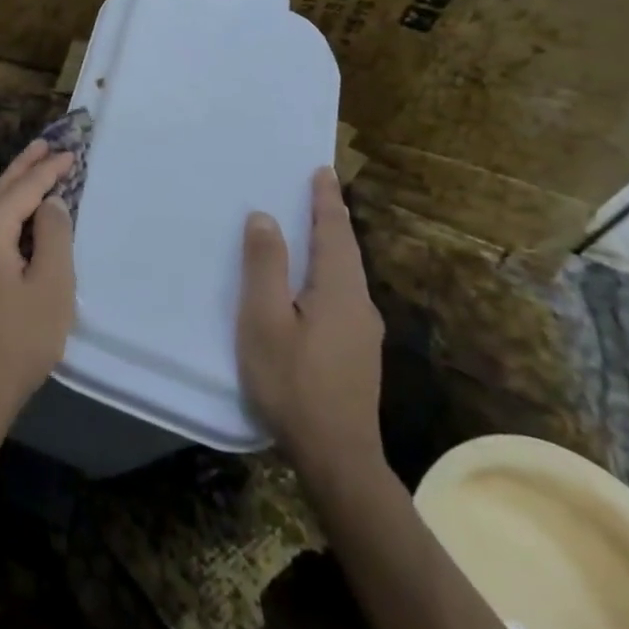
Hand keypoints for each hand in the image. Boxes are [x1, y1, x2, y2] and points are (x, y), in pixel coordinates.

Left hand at [0, 140, 76, 426]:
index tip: (71, 153)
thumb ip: (53, 237)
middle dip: (24, 167)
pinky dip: (3, 213)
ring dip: (12, 188)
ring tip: (33, 167)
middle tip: (46, 143)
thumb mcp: (50, 288)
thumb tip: (50, 204)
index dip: (48, 171)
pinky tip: (13, 214)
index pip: (22, 190)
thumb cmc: (17, 342)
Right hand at [237, 167, 384, 478]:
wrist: (337, 458)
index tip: (323, 171)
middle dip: (329, 219)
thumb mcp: (265, 321)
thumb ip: (265, 267)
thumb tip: (266, 218)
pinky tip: (308, 287)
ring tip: (306, 231)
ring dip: (328, 247)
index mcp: (340, 291)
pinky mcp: (357, 353)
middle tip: (312, 191)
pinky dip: (326, 274)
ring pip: (344, 276)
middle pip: (345, 251)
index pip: (334, 232)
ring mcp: (363, 333)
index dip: (326, 200)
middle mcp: (360, 305)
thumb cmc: (293, 383)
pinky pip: (341, 297)